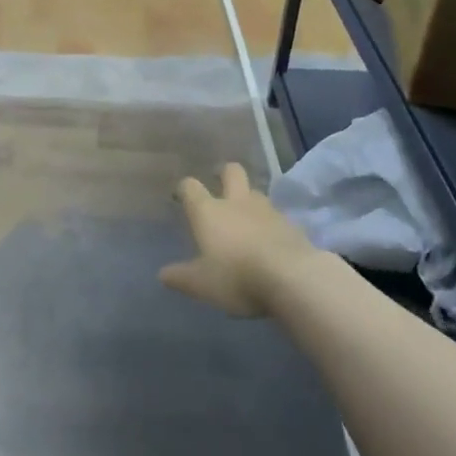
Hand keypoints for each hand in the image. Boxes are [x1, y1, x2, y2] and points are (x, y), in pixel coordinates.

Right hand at [161, 163, 315, 317]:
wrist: (293, 279)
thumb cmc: (237, 277)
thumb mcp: (201, 284)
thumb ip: (181, 277)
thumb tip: (163, 275)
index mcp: (209, 211)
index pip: (191, 187)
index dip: (185, 188)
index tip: (181, 196)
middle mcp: (237, 202)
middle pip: (232, 172)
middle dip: (225, 174)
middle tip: (220, 186)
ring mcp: (268, 211)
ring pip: (256, 193)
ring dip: (250, 201)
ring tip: (247, 220)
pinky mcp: (292, 225)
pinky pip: (278, 218)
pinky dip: (272, 225)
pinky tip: (271, 242)